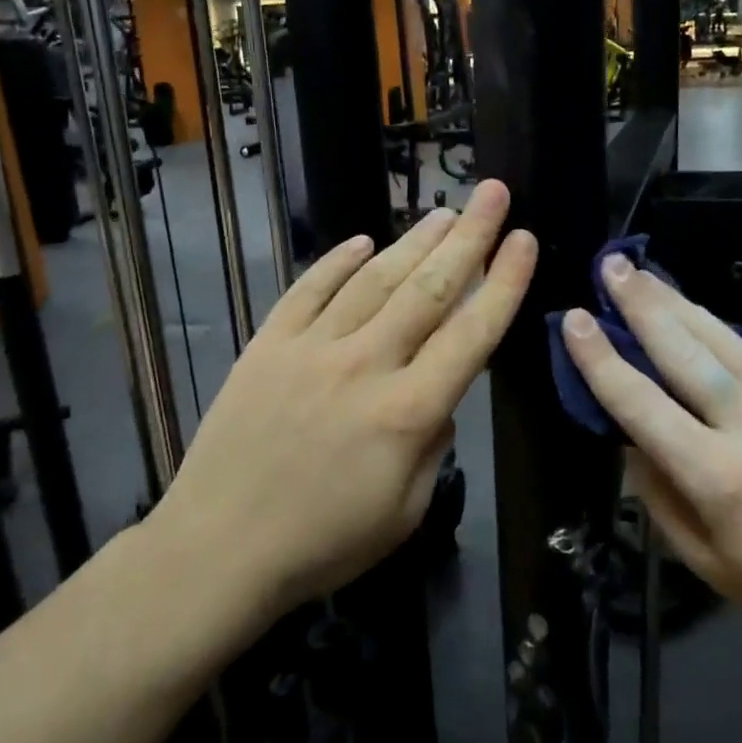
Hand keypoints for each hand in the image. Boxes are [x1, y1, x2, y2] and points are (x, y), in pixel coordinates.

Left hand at [156, 181, 536, 611]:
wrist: (217, 550)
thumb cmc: (322, 544)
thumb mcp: (405, 512)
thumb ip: (434, 447)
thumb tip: (443, 399)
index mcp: (407, 412)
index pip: (471, 333)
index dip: (502, 283)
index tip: (523, 239)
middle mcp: (364, 365)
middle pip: (427, 289)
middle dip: (469, 237)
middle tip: (493, 193)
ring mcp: (310, 349)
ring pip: (373, 280)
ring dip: (413, 242)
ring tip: (444, 212)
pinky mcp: (267, 347)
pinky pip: (307, 290)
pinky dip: (336, 262)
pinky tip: (362, 241)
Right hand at [562, 253, 741, 656]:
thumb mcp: (702, 559)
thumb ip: (657, 494)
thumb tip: (629, 437)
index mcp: (717, 476)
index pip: (642, 404)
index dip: (601, 360)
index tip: (573, 320)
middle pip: (682, 351)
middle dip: (639, 304)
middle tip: (609, 266)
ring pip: (718, 337)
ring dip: (674, 300)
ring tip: (641, 271)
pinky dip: (710, 325)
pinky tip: (689, 310)